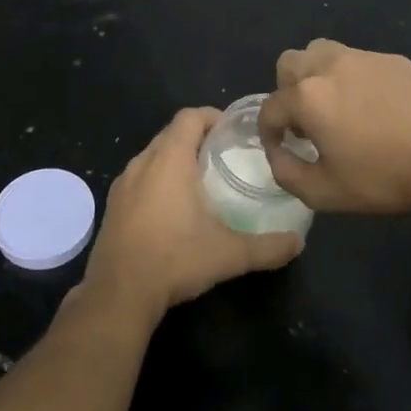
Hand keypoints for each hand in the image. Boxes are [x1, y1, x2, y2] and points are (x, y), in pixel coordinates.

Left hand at [83, 107, 304, 320]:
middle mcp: (142, 162)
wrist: (119, 293)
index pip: (189, 117)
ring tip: (201, 180)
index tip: (233, 131)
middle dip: (197, 137)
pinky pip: (139, 177)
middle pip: (171, 133)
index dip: (212, 116)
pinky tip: (172, 208)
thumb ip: (267, 247)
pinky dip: (157, 179)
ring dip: (175, 158)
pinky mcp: (112, 205)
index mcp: (170, 159)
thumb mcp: (229, 254)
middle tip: (224, 155)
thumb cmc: (175, 260)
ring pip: (153, 155)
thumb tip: (298, 242)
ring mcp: (122, 183)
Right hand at [258, 40, 410, 214]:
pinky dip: (354, 78)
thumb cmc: (380, 178)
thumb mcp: (322, 192)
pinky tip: (374, 106)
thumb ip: (286, 172)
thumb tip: (278, 153)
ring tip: (335, 103)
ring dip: (317, 75)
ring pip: (322, 51)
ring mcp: (363, 58)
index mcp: (307, 97)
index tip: (281, 148)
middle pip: (289, 64)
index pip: (270, 107)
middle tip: (307, 120)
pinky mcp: (393, 60)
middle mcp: (329, 66)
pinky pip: (359, 61)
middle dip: (287, 91)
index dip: (269, 132)